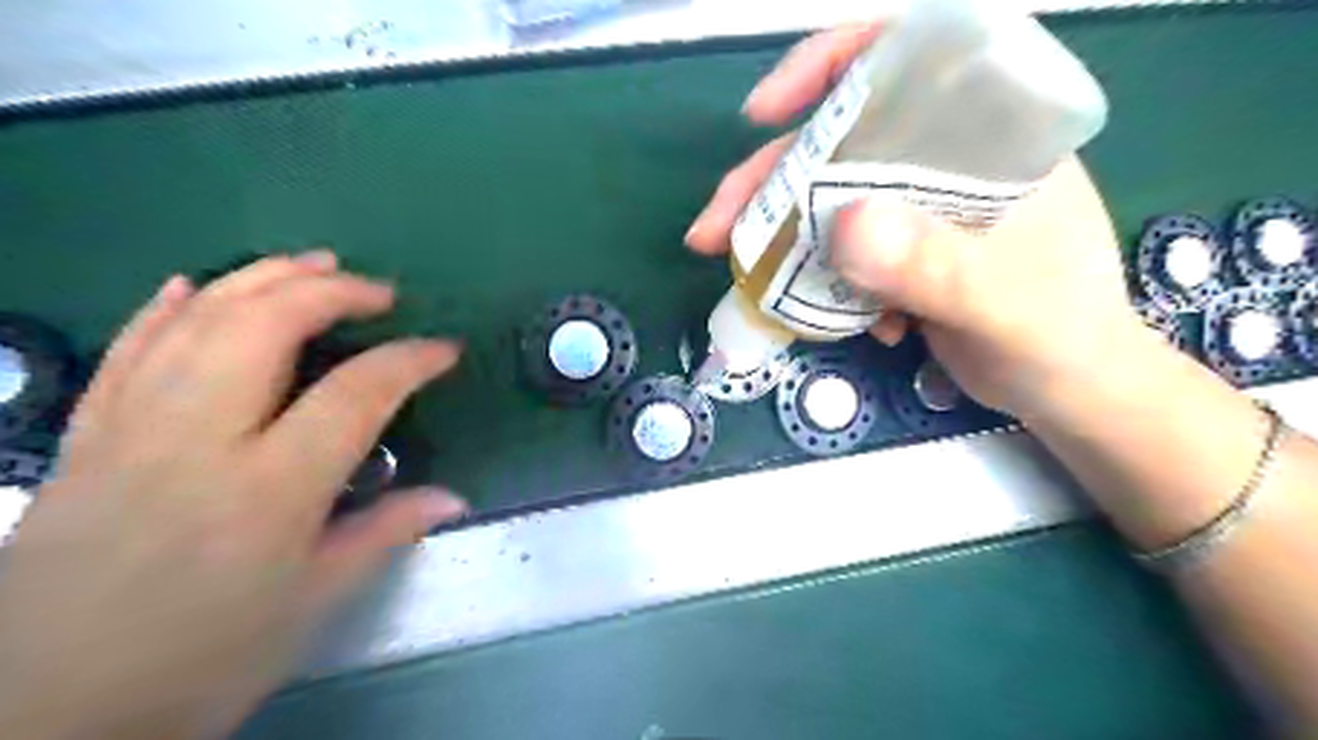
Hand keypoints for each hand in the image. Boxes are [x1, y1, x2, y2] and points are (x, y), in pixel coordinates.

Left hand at [0, 253, 468, 736]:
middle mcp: (197, 442)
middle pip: (264, 327)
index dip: (409, 361)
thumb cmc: (200, 663)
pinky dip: (167, 306)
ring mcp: (129, 431)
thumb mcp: (312, 604)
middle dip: (331, 292)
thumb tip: (453, 498)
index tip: (445, 350)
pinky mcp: (84, 437)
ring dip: (261, 277)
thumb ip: (385, 534)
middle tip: (379, 291)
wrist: (41, 718)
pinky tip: (196, 282)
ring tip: (314, 262)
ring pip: (196, 320)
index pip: (355, 395)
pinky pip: (128, 348)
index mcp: (268, 491)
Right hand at [684, 22, 1150, 415]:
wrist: (1066, 390)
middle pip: (839, 144)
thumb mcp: (1004, 301)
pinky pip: (837, 251)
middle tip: (715, 229)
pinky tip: (836, 319)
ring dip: (780, 238)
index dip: (827, 68)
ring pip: (828, 201)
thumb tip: (843, 225)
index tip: (765, 113)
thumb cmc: (1060, 334)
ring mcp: (918, 209)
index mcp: (987, 134)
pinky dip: (818, 280)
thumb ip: (936, 264)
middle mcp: (945, 159)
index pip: (905, 60)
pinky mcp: (900, 253)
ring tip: (745, 276)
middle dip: (769, 182)